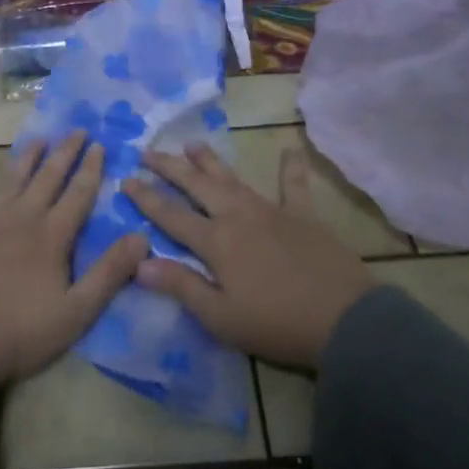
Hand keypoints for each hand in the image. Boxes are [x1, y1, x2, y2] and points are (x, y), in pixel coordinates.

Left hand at [0, 131, 148, 432]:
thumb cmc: (22, 331)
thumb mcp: (78, 310)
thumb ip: (110, 272)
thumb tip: (142, 237)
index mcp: (52, 236)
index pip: (78, 195)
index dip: (91, 169)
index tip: (100, 145)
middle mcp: (20, 219)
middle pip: (47, 179)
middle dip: (64, 153)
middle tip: (76, 130)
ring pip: (9, 183)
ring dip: (25, 160)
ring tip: (37, 140)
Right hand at [121, 143, 373, 370]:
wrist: (343, 320)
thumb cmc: (275, 324)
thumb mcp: (220, 316)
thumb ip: (180, 285)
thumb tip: (139, 263)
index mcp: (216, 242)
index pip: (171, 215)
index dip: (146, 198)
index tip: (125, 179)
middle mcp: (238, 216)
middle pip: (198, 186)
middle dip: (170, 167)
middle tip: (148, 151)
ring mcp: (272, 211)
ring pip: (233, 179)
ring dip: (210, 161)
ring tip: (192, 144)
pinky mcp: (303, 216)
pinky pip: (294, 186)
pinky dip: (290, 168)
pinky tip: (289, 149)